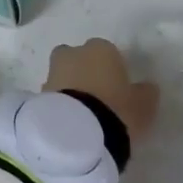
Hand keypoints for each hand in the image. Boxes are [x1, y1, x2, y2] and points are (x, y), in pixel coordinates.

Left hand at [45, 39, 159, 142]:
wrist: (76, 134)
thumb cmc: (117, 110)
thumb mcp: (143, 106)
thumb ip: (145, 93)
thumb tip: (146, 87)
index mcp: (101, 49)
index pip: (107, 52)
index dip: (112, 70)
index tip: (117, 89)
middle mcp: (74, 54)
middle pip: (78, 58)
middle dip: (83, 72)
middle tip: (96, 98)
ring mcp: (52, 72)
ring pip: (62, 75)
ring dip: (69, 89)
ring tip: (81, 116)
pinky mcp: (37, 94)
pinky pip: (52, 95)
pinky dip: (59, 105)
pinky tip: (68, 123)